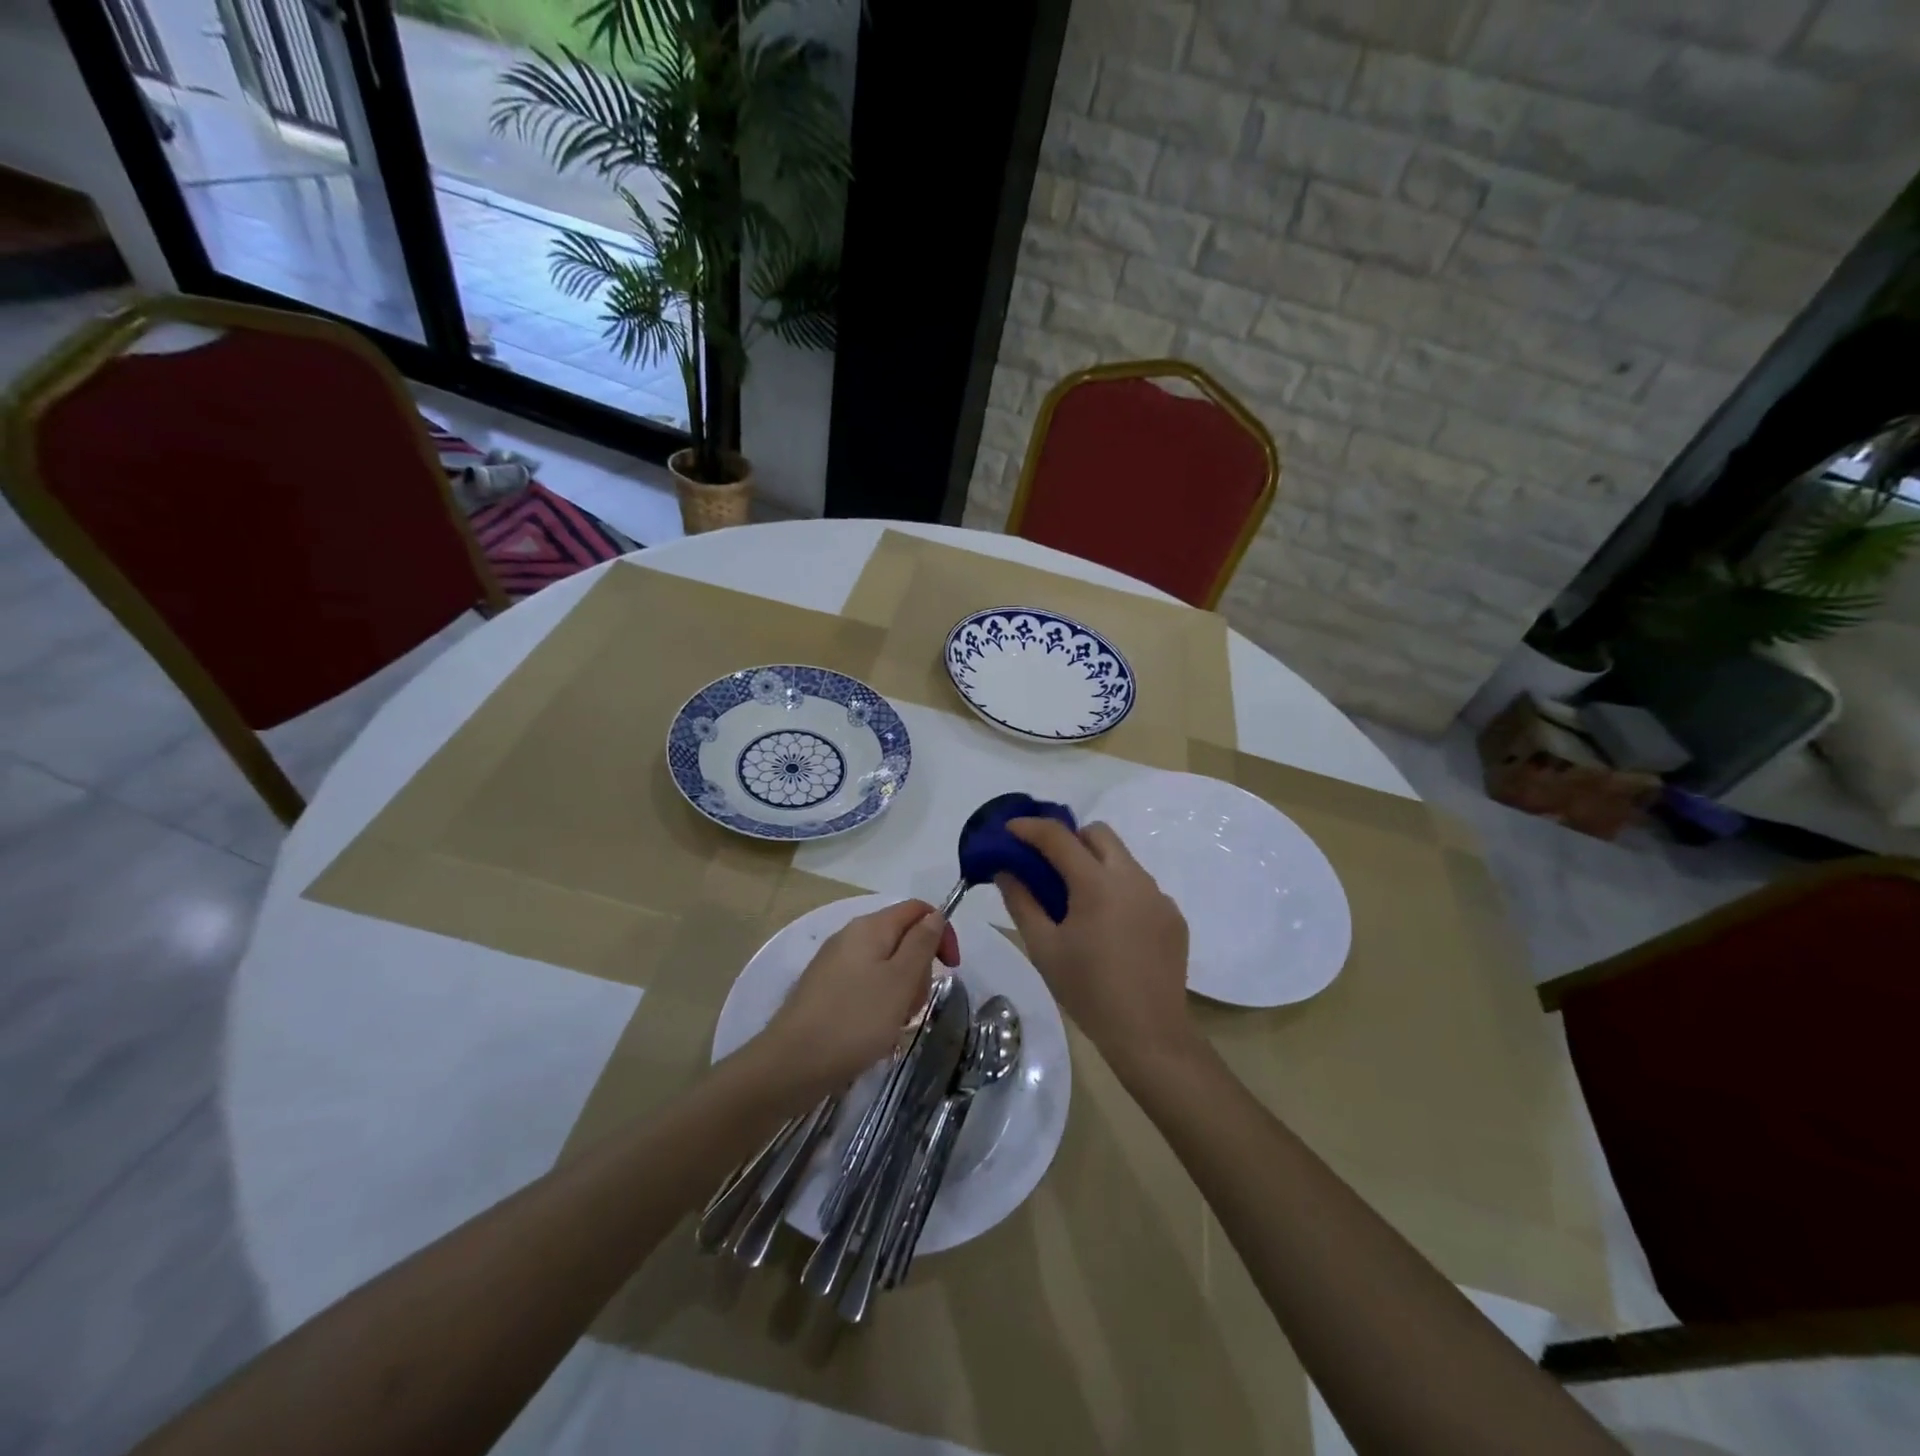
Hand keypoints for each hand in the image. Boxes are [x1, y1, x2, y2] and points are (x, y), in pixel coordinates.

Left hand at [756, 900, 960, 1099]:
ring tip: (893, 1025)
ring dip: (900, 993)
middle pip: (902, 939)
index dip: (941, 932)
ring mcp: (835, 964)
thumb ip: (921, 943)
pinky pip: (866, 986)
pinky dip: (879, 1005)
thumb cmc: (854, 1020)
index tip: (951, 969)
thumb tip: (935, 914)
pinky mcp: (825, 990)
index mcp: (870, 927)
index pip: (917, 910)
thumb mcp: (900, 980)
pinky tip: (874, 1034)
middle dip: (919, 970)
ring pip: (885, 967)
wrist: (790, 1065)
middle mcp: (850, 937)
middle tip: (913, 1005)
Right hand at [997, 818, 1193, 1066]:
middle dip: (1069, 838)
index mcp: (1097, 884)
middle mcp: (1132, 878)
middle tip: (1048, 865)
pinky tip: (1110, 928)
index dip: (1030, 828)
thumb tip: (1006, 871)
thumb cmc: (1088, 991)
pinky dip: (1119, 891)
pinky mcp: (1173, 916)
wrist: (1150, 1034)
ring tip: (1078, 901)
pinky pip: (1141, 887)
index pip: (1059, 837)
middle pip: (1098, 834)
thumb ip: (1021, 902)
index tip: (1010, 830)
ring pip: (1122, 859)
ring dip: (1096, 864)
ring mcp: (1158, 896)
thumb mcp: (1043, 948)